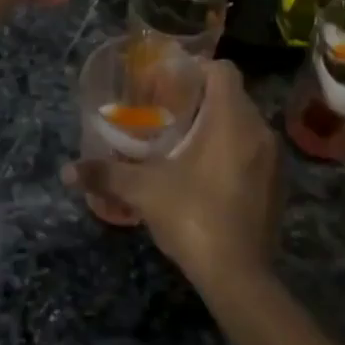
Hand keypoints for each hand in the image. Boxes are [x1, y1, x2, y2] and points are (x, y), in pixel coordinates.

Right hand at [66, 60, 282, 293]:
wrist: (239, 275)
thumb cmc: (193, 216)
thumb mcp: (144, 191)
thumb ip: (106, 174)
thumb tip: (67, 171)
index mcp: (232, 119)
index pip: (223, 70)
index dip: (196, 69)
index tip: (169, 83)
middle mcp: (259, 131)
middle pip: (233, 96)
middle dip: (201, 99)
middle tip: (168, 113)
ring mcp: (273, 160)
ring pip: (244, 125)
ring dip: (218, 126)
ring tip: (183, 143)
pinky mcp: (277, 185)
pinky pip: (254, 151)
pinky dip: (232, 151)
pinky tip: (206, 174)